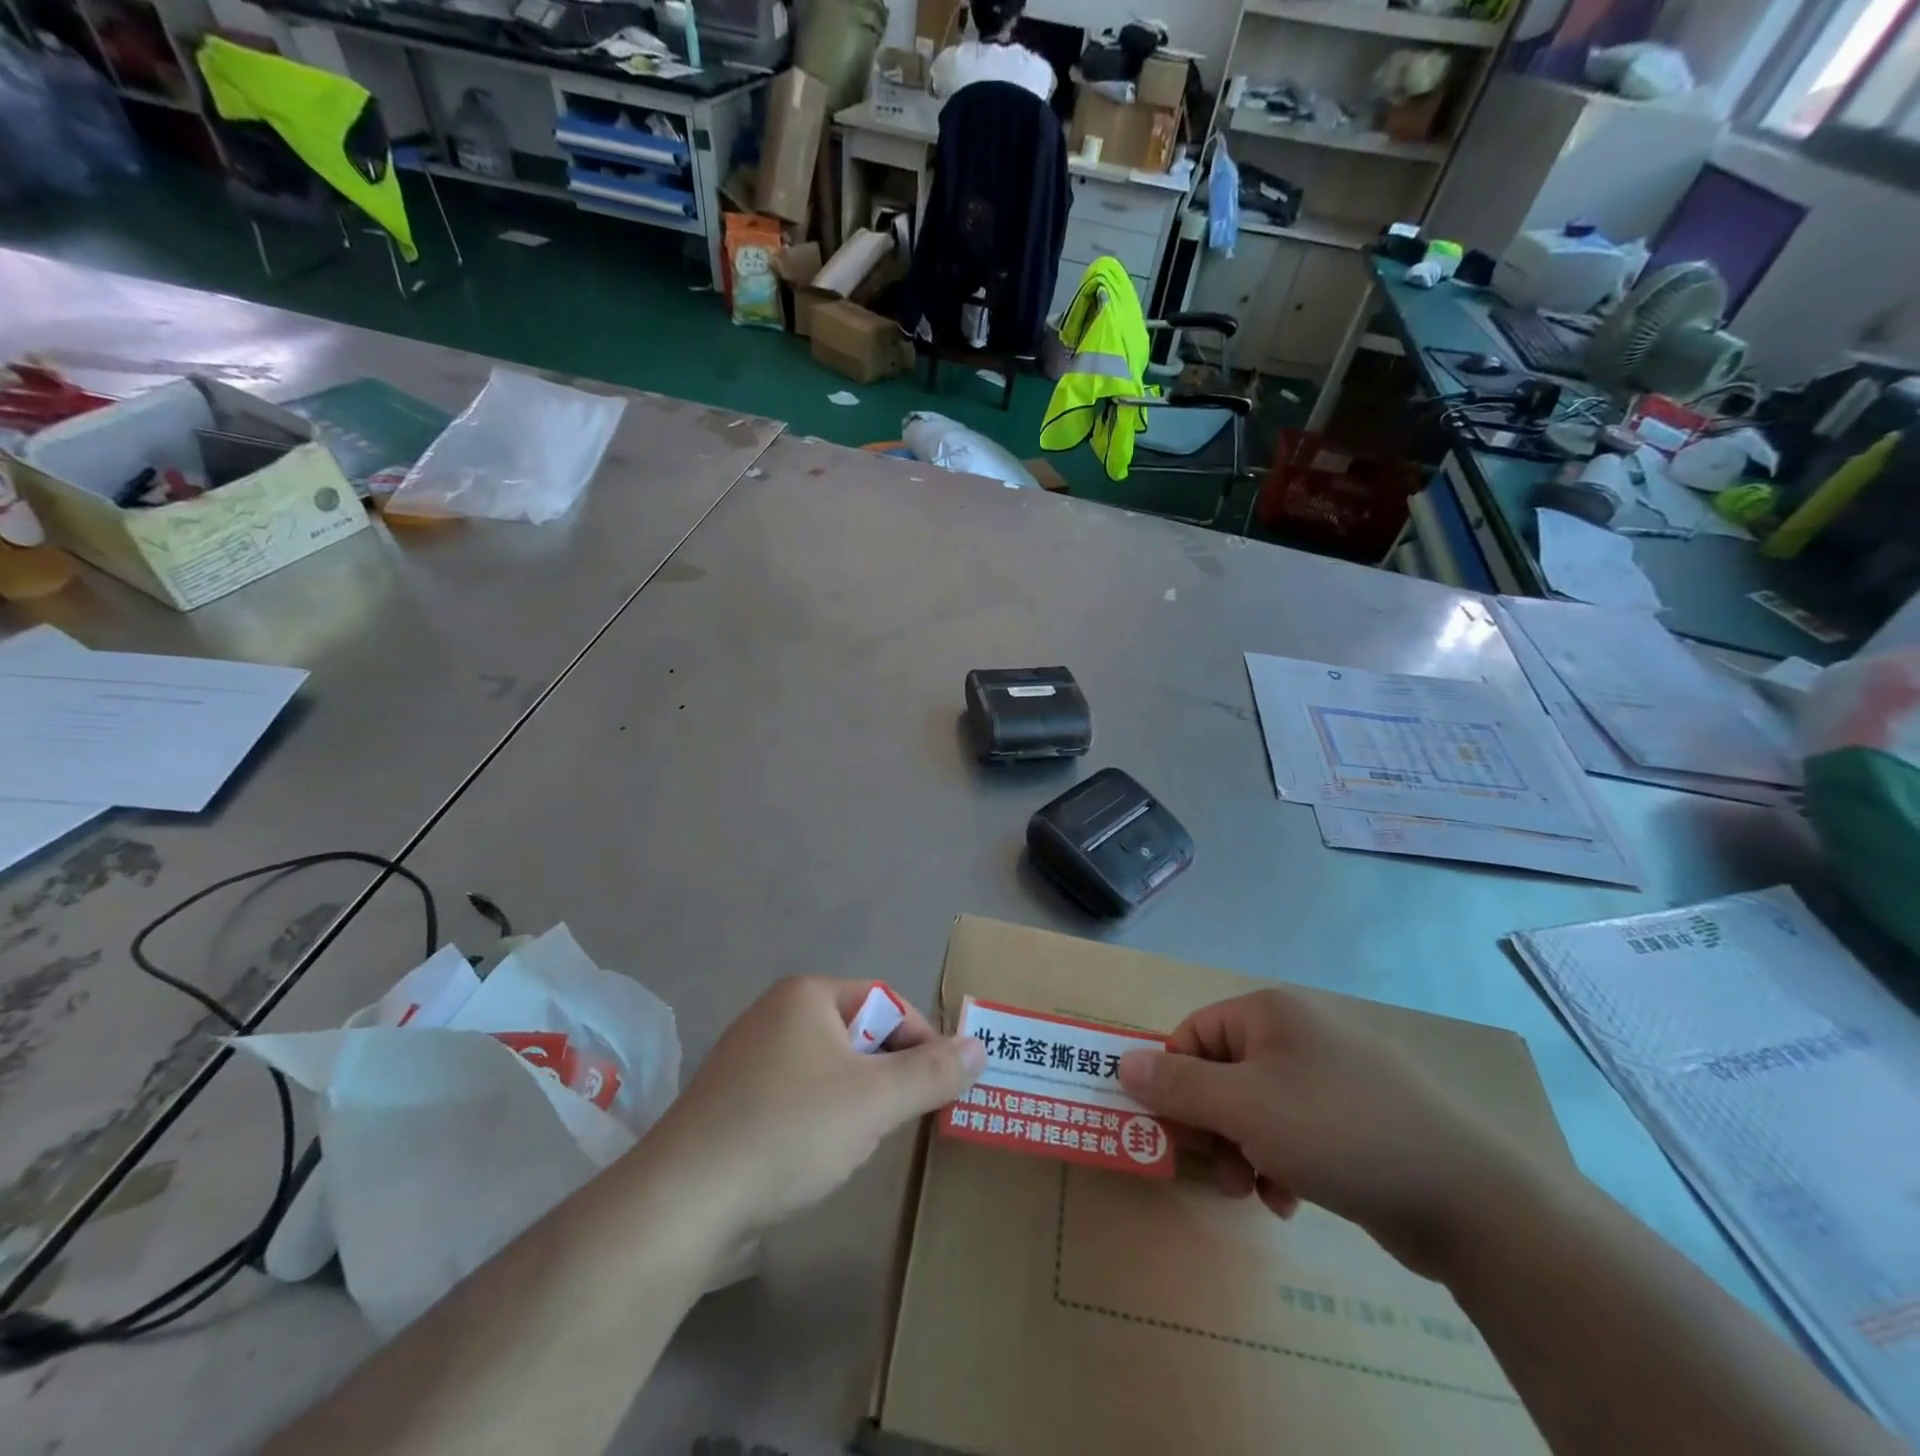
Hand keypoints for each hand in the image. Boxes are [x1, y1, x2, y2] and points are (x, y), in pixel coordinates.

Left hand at [642, 978, 984, 1242]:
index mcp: (807, 995)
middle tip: (897, 1121)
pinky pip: (796, 1096)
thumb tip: (980, 1045)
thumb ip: (933, 1072)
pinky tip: (813, 1158)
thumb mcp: (875, 1101)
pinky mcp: (732, 1101)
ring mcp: (748, 1057)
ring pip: (829, 1069)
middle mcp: (775, 1013)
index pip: (887, 1002)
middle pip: (858, 1034)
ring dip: (855, 1101)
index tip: (939, 1089)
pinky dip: (818, 1120)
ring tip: (858, 1144)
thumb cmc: (789, 1131)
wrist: (682, 1203)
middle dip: (886, 1076)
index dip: (920, 1042)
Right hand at [1117, 989, 1534, 1277]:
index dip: (1174, 1083)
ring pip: (1255, 1107)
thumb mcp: (1243, 1108)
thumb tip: (1121, 1062)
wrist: (1470, 1199)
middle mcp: (1298, 1034)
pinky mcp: (1356, 1119)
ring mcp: (1331, 1076)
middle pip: (1222, 1072)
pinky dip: (1279, 1161)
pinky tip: (1288, 1199)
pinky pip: (1293, 1130)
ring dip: (1241, 1149)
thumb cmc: (1339, 1132)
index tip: (1172, 1134)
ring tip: (1253, 1190)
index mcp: (1270, 1013)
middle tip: (1216, 1169)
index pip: (1192, 1035)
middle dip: (1210, 1125)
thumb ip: (1177, 1086)